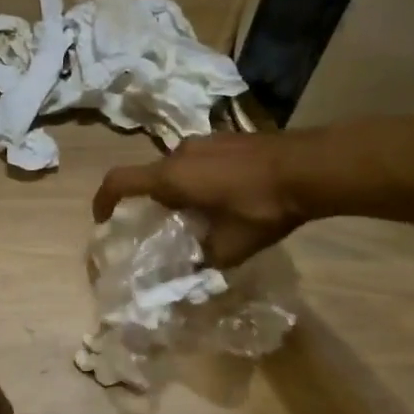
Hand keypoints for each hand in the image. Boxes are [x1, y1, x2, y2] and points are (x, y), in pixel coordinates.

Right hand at [94, 132, 315, 267]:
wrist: (310, 167)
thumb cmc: (262, 206)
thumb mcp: (231, 247)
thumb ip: (204, 261)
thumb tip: (191, 276)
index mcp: (171, 177)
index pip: (119, 182)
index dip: (103, 200)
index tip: (103, 219)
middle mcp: (180, 152)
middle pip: (152, 177)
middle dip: (154, 203)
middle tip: (170, 228)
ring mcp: (206, 141)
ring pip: (178, 168)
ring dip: (180, 190)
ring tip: (203, 214)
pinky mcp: (228, 137)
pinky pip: (200, 160)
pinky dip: (201, 179)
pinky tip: (229, 197)